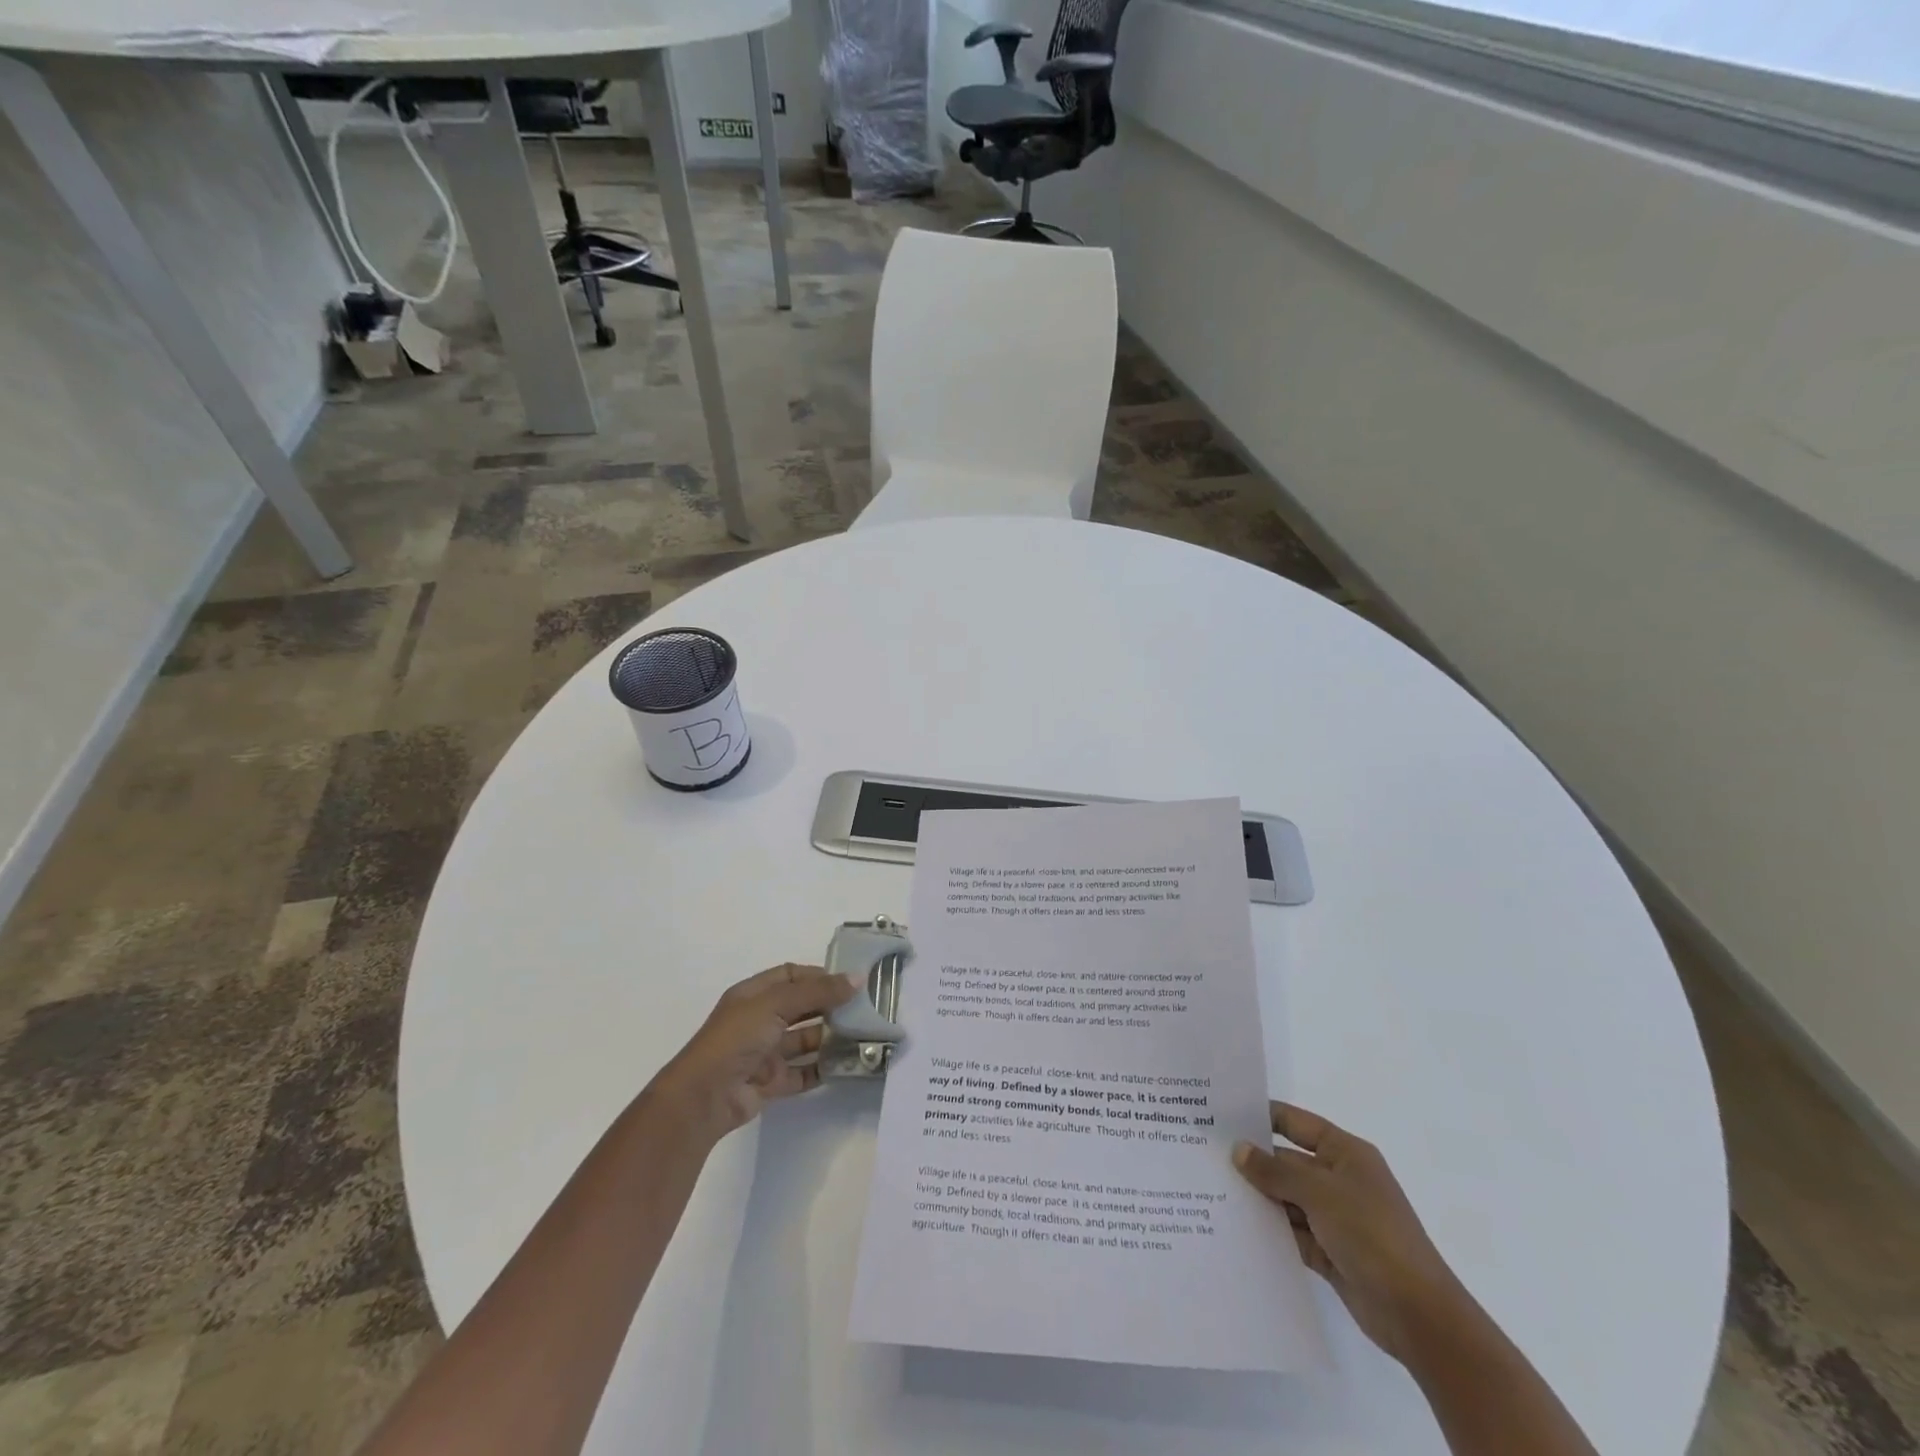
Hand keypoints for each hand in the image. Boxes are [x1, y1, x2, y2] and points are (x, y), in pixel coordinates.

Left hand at [652, 964, 856, 1142]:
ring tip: (862, 1035)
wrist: (705, 1097)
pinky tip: (847, 1064)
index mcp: (753, 995)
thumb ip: (818, 992)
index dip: (818, 975)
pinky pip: (803, 1071)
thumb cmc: (737, 1038)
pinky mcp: (771, 1082)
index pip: (790, 975)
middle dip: (829, 1006)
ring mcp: (765, 1052)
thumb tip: (858, 978)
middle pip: (800, 1007)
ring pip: (804, 1040)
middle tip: (863, 1007)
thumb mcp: (777, 1004)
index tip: (849, 981)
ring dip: (830, 1037)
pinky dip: (823, 1067)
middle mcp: (759, 1020)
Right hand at [1234, 1102, 1464, 1363]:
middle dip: (1253, 1161)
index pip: (1296, 1123)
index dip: (1262, 1116)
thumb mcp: (1320, 1194)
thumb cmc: (1372, 1234)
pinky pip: (1291, 1232)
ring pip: (1286, 1198)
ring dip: (1258, 1197)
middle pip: (1287, 1161)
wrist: (1418, 1315)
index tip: (1222, 1114)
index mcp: (1345, 1153)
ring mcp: (1335, 1217)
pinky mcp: (1329, 1251)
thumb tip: (1238, 1149)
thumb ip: (1275, 1171)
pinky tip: (1236, 1226)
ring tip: (1211, 1189)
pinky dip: (1270, 1230)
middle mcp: (1339, 1179)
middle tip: (1205, 1154)